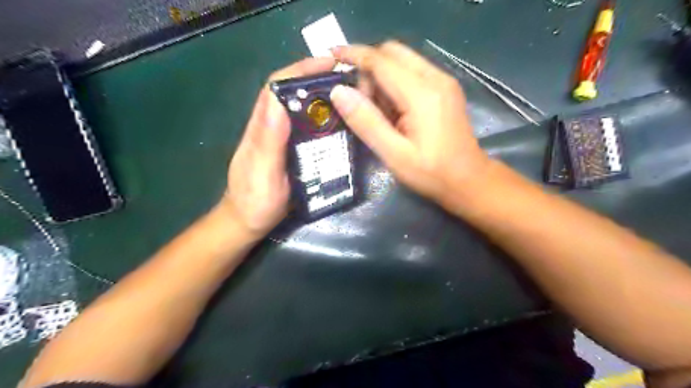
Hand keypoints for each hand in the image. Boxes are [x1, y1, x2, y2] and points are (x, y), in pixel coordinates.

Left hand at [220, 57, 336, 239]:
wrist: (248, 221)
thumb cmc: (255, 201)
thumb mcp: (263, 173)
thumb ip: (268, 141)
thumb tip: (277, 101)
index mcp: (262, 127)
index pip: (277, 87)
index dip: (300, 70)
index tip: (329, 64)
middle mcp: (270, 126)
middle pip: (291, 93)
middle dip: (316, 79)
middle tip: (348, 78)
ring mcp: (279, 138)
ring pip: (299, 109)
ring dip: (321, 97)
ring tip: (349, 95)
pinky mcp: (288, 149)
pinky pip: (305, 127)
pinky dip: (321, 118)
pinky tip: (338, 122)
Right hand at [331, 41, 487, 202]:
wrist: (469, 180)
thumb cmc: (431, 173)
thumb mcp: (394, 154)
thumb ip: (366, 122)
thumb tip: (338, 92)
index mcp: (422, 94)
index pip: (381, 61)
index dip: (354, 55)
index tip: (331, 55)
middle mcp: (435, 78)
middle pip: (393, 53)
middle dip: (369, 68)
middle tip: (360, 101)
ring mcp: (443, 82)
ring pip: (402, 61)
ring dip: (381, 77)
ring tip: (377, 113)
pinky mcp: (444, 89)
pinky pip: (412, 73)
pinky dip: (394, 84)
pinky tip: (393, 111)